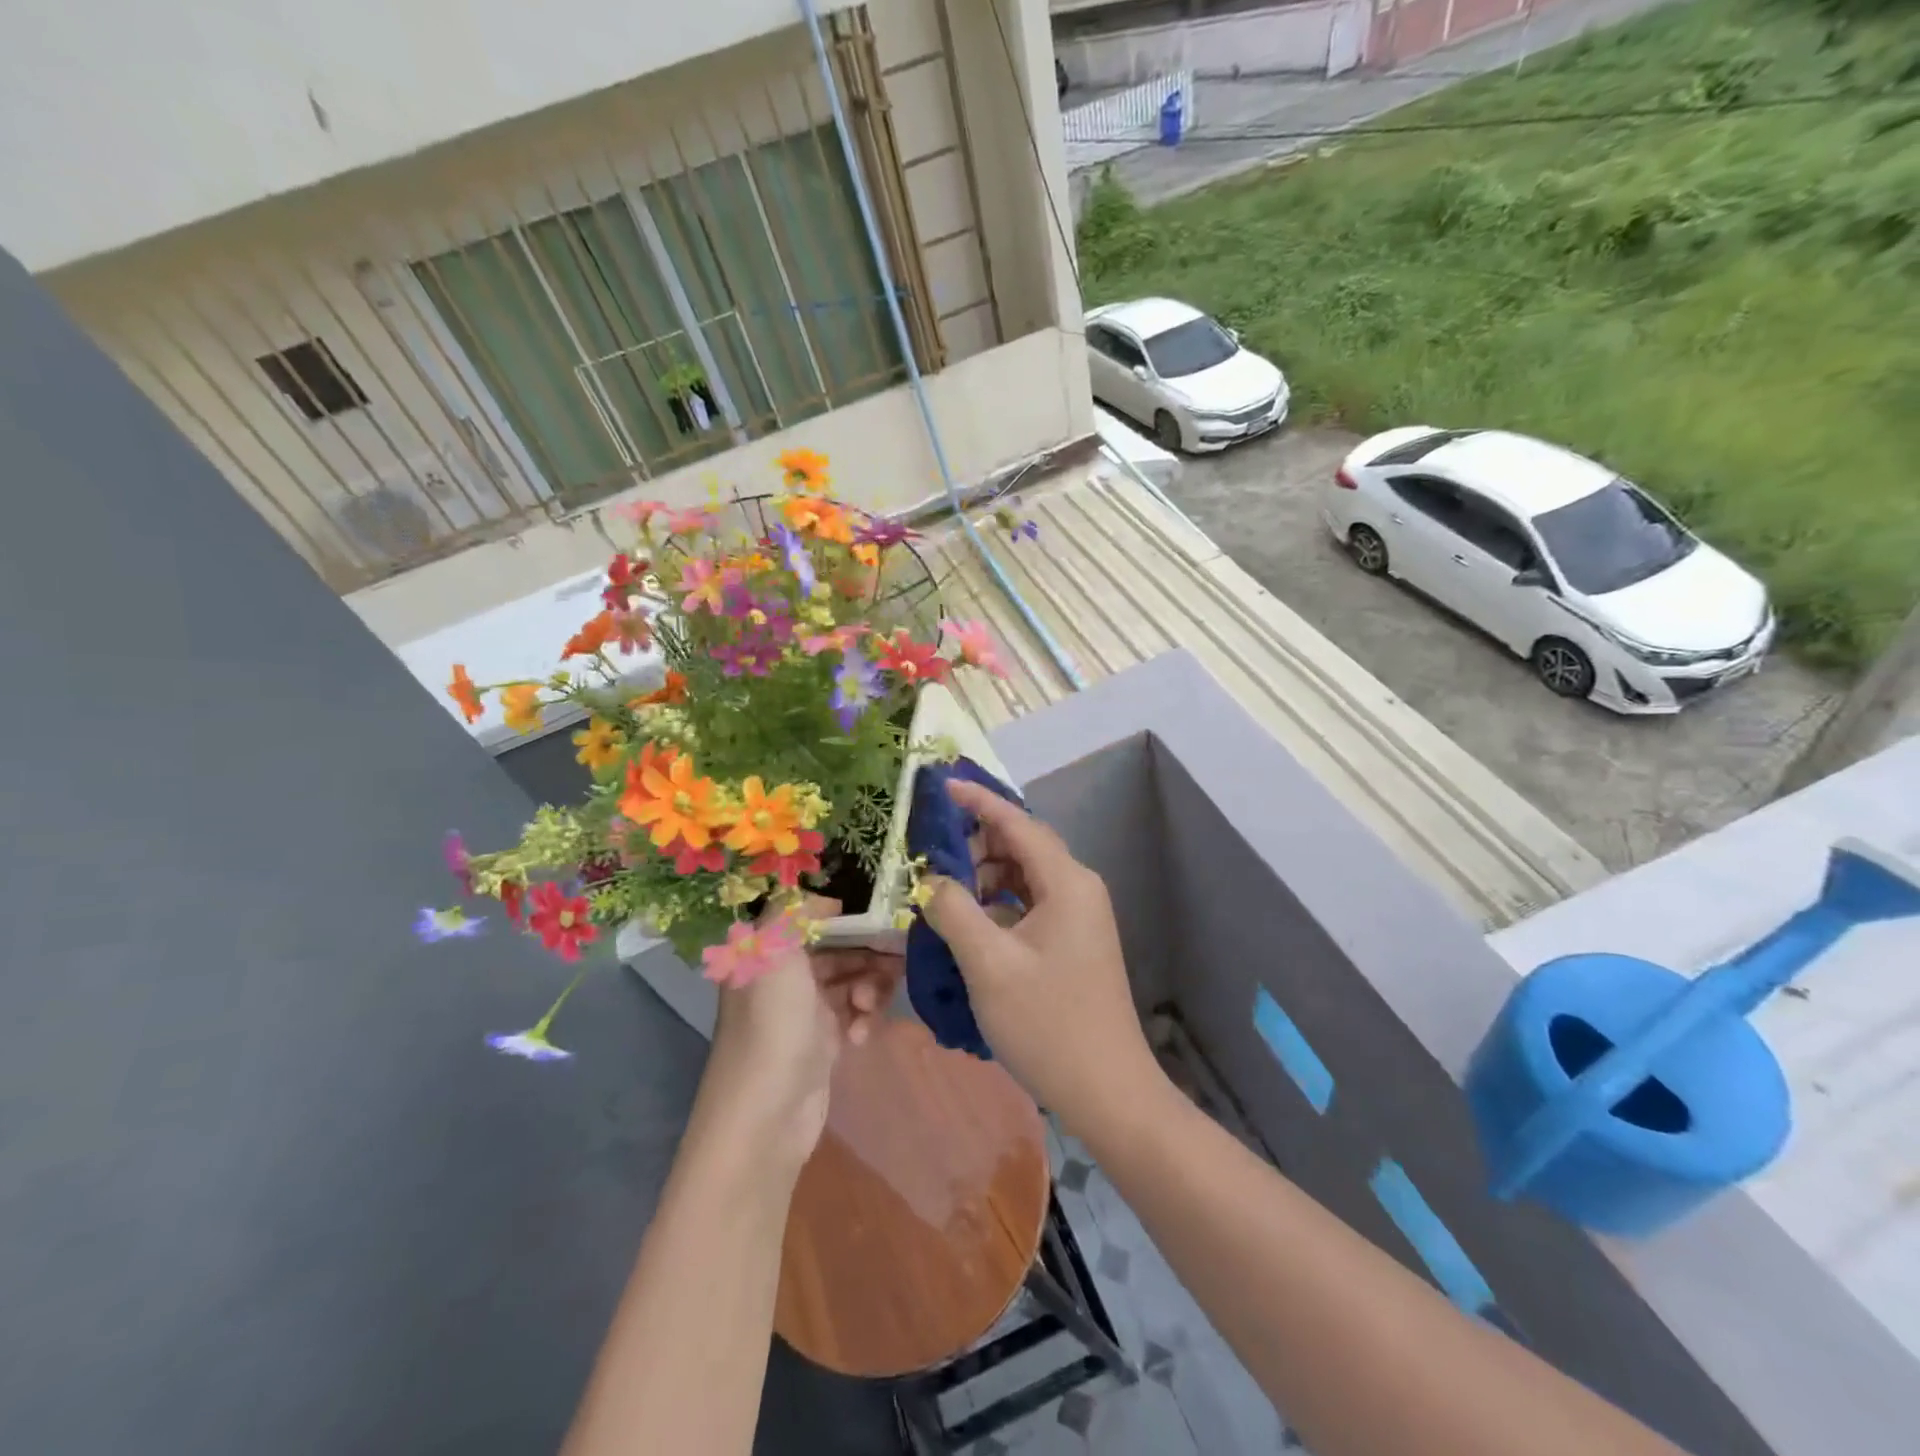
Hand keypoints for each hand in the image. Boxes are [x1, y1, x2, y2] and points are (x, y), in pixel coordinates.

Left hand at [700, 896, 902, 1171]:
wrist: (767, 1114)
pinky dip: (863, 1019)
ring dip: (869, 986)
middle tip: (897, 956)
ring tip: (870, 1004)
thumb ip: (795, 911)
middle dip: (867, 951)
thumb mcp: (774, 950)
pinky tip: (861, 1035)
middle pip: (837, 948)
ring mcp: (805, 1011)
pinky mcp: (824, 1042)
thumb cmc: (773, 1023)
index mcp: (767, 952)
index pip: (810, 918)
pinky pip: (855, 1015)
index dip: (843, 913)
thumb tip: (827, 900)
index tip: (880, 912)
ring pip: (851, 980)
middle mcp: (785, 977)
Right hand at [922, 783, 1161, 1129]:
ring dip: (986, 875)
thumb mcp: (989, 964)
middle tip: (932, 859)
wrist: (1108, 1090)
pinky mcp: (1074, 941)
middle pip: (1023, 846)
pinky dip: (999, 903)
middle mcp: (1078, 888)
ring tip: (945, 893)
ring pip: (1025, 876)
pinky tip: (971, 923)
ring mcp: (1080, 916)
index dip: (978, 802)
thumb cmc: (1048, 1023)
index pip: (1018, 823)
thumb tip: (932, 880)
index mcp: (1066, 882)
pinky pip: (1031, 903)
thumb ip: (954, 911)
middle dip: (977, 843)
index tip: (942, 786)